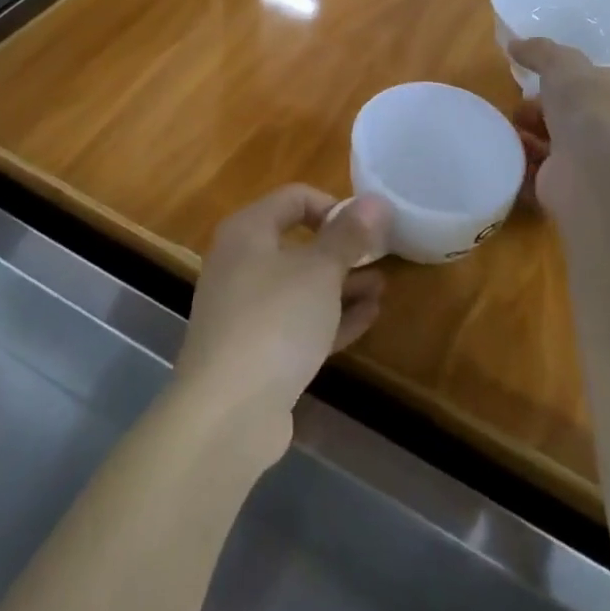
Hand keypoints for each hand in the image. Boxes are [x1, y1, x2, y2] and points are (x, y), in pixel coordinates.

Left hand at [174, 186, 390, 454]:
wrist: (226, 412)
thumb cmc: (275, 320)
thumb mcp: (320, 271)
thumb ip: (349, 235)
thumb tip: (376, 201)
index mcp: (247, 231)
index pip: (294, 198)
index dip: (334, 205)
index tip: (368, 227)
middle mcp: (240, 263)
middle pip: (296, 243)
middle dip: (341, 249)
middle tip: (380, 257)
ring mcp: (245, 310)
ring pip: (299, 286)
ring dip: (341, 284)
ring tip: (382, 286)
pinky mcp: (255, 351)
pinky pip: (298, 322)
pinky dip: (330, 317)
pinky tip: (369, 317)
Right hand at [509, 39, 609, 218]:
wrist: (592, 174)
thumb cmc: (588, 110)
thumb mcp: (563, 64)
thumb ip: (540, 51)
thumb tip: (515, 44)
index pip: (592, 84)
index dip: (564, 77)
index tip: (534, 73)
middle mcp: (607, 131)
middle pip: (567, 114)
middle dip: (539, 106)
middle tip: (517, 102)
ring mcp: (586, 163)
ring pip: (550, 143)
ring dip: (525, 134)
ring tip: (504, 125)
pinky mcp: (563, 188)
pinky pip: (534, 171)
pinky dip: (517, 161)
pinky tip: (501, 150)